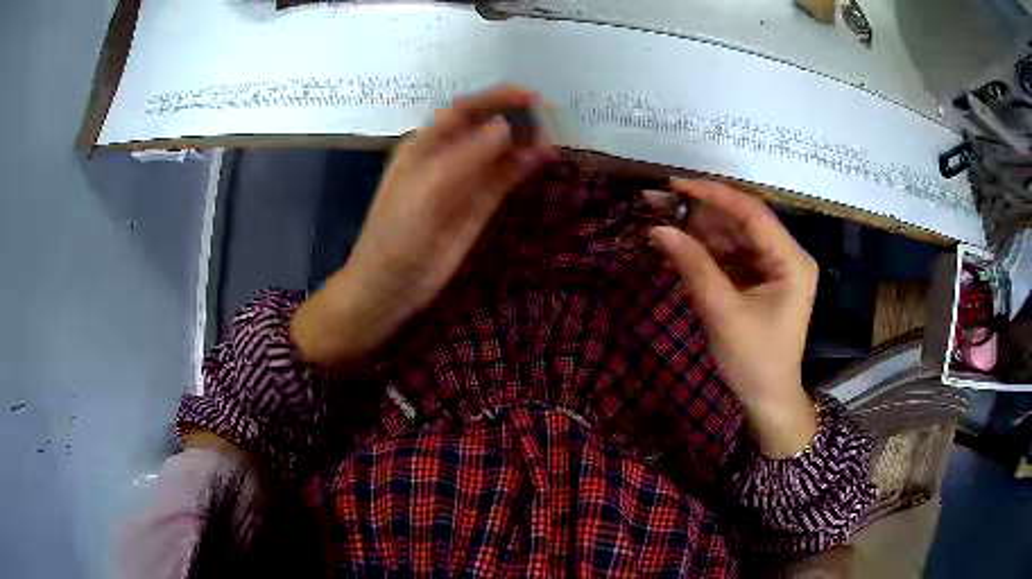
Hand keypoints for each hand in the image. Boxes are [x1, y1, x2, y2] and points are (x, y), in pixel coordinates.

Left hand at [292, 86, 556, 369]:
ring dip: (525, 141)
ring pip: (500, 152)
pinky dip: (525, 165)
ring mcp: (465, 181)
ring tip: (554, 137)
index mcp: (425, 145)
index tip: (530, 95)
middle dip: (516, 118)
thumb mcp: (428, 188)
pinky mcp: (480, 206)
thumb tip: (506, 125)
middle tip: (552, 117)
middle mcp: (447, 157)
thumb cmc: (399, 232)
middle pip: (486, 127)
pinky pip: (505, 178)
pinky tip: (544, 158)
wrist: (394, 285)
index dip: (496, 99)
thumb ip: (467, 155)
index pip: (464, 111)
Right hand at [646, 178, 818, 457]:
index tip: (674, 185)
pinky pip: (729, 256)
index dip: (712, 194)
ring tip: (659, 223)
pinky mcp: (758, 280)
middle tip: (656, 203)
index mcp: (791, 260)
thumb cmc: (754, 361)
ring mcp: (772, 267)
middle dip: (699, 212)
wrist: (767, 400)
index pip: (752, 212)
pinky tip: (677, 248)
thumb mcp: (723, 312)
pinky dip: (704, 252)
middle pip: (740, 221)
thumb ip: (693, 266)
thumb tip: (658, 230)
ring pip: (732, 236)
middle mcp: (785, 255)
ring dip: (697, 231)